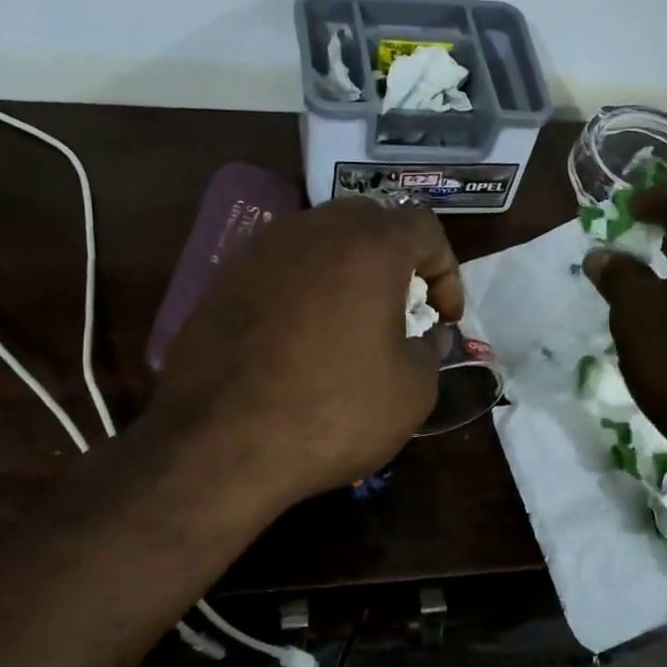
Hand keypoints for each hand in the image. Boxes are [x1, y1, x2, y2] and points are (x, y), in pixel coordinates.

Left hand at [151, 197, 463, 506]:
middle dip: (395, 261)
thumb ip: (431, 351)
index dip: (445, 270)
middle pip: (368, 222)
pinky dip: (303, 293)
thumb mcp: (412, 391)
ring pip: (319, 243)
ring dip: (346, 274)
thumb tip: (426, 335)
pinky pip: (280, 272)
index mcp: (368, 246)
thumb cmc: (333, 412)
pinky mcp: (222, 282)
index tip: (443, 318)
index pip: (423, 227)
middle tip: (401, 310)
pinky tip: (300, 342)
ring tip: (351, 325)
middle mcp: (312, 231)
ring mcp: (259, 252)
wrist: (220, 444)